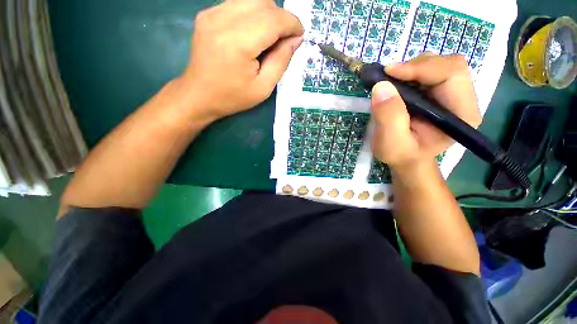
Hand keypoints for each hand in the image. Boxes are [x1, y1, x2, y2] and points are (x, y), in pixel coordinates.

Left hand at [181, 0, 303, 121]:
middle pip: (264, 1)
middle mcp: (223, 20)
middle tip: (283, 39)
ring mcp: (212, 13)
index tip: (299, 36)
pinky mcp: (207, 14)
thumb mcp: (263, 87)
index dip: (292, 24)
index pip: (274, 19)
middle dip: (280, 18)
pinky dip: (252, 15)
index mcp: (239, 43)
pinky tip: (251, 34)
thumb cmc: (233, 97)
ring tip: (268, 38)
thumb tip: (296, 39)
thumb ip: (281, 61)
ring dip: (267, 15)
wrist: (199, 95)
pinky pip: (238, 4)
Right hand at [371, 53, 480, 168]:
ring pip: (438, 64)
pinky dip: (409, 73)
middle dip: (416, 66)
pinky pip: (428, 71)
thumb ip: (388, 117)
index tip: (389, 72)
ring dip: (412, 69)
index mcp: (461, 114)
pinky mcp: (439, 91)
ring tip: (392, 84)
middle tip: (388, 77)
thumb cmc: (400, 154)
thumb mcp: (390, 143)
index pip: (452, 74)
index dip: (421, 68)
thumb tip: (381, 86)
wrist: (405, 157)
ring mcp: (452, 93)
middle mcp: (463, 100)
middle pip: (448, 65)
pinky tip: (397, 85)